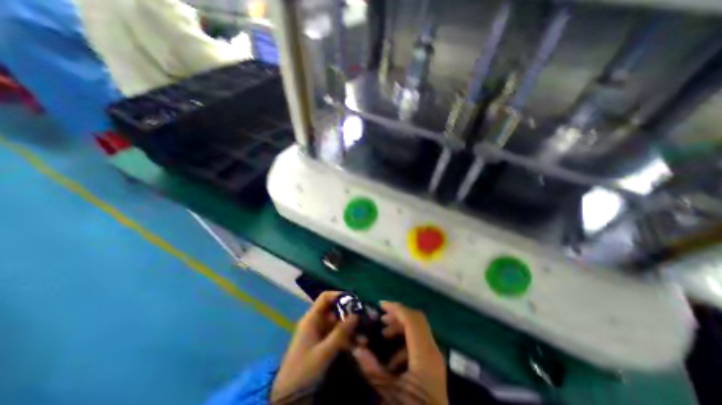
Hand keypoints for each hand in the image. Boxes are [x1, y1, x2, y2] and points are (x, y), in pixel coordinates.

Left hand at [270, 291, 357, 400]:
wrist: (288, 398)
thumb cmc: (304, 370)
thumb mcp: (324, 352)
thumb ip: (341, 332)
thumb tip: (356, 314)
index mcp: (312, 319)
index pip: (325, 298)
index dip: (339, 296)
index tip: (354, 301)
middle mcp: (316, 322)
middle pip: (335, 311)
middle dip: (350, 316)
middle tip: (365, 321)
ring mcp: (319, 333)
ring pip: (338, 324)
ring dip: (351, 330)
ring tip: (364, 339)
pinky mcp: (323, 344)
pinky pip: (337, 336)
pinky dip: (347, 339)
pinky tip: (358, 346)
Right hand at [352, 301, 446, 403]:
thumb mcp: (389, 393)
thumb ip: (372, 369)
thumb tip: (357, 349)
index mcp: (424, 355)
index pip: (412, 319)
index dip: (396, 308)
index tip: (380, 305)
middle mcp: (433, 351)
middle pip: (417, 320)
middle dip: (397, 316)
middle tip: (381, 320)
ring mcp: (435, 358)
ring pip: (419, 330)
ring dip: (401, 328)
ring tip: (384, 335)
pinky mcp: (433, 365)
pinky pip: (420, 342)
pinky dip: (405, 341)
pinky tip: (393, 357)